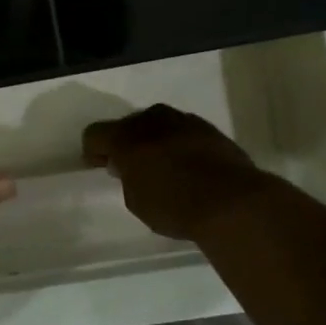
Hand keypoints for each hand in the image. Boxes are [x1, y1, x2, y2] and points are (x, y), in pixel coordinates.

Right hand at [81, 104, 263, 241]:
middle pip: (128, 125)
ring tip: (162, 166)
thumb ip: (127, 178)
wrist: (232, 201)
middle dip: (126, 143)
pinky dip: (180, 145)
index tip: (99, 166)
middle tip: (131, 167)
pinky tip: (188, 166)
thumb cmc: (174, 205)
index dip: (93, 151)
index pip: (94, 134)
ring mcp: (184, 121)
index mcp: (125, 136)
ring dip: (155, 141)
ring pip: (158, 125)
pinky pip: (184, 133)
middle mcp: (152, 120)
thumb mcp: (136, 200)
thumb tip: (129, 167)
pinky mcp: (211, 129)